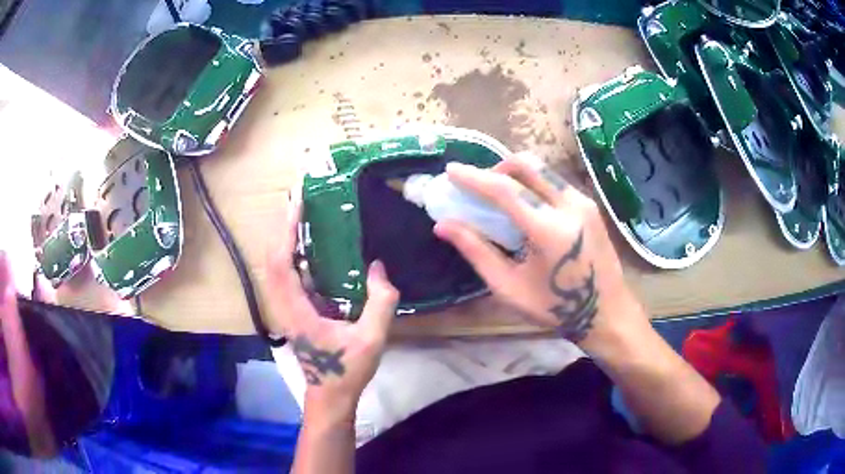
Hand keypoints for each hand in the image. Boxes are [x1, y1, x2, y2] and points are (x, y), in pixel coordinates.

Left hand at [266, 197, 399, 419]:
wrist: (330, 395)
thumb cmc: (347, 370)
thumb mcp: (371, 339)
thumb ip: (380, 303)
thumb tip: (378, 267)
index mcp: (297, 310)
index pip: (282, 263)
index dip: (287, 231)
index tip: (297, 204)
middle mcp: (285, 305)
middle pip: (273, 258)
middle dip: (283, 227)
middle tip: (300, 201)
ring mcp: (287, 308)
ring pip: (277, 266)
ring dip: (286, 239)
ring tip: (303, 215)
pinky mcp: (294, 311)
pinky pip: (288, 276)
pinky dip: (294, 254)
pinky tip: (311, 245)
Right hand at [434, 153, 647, 346]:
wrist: (606, 311)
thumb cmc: (555, 308)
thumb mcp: (509, 287)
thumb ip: (477, 251)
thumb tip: (442, 225)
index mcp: (549, 230)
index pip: (506, 190)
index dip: (474, 177)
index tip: (451, 170)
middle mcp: (570, 206)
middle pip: (527, 165)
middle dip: (498, 167)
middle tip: (481, 185)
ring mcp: (584, 202)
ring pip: (543, 170)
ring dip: (517, 174)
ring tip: (502, 196)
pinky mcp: (590, 205)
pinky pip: (555, 181)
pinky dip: (534, 183)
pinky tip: (527, 206)